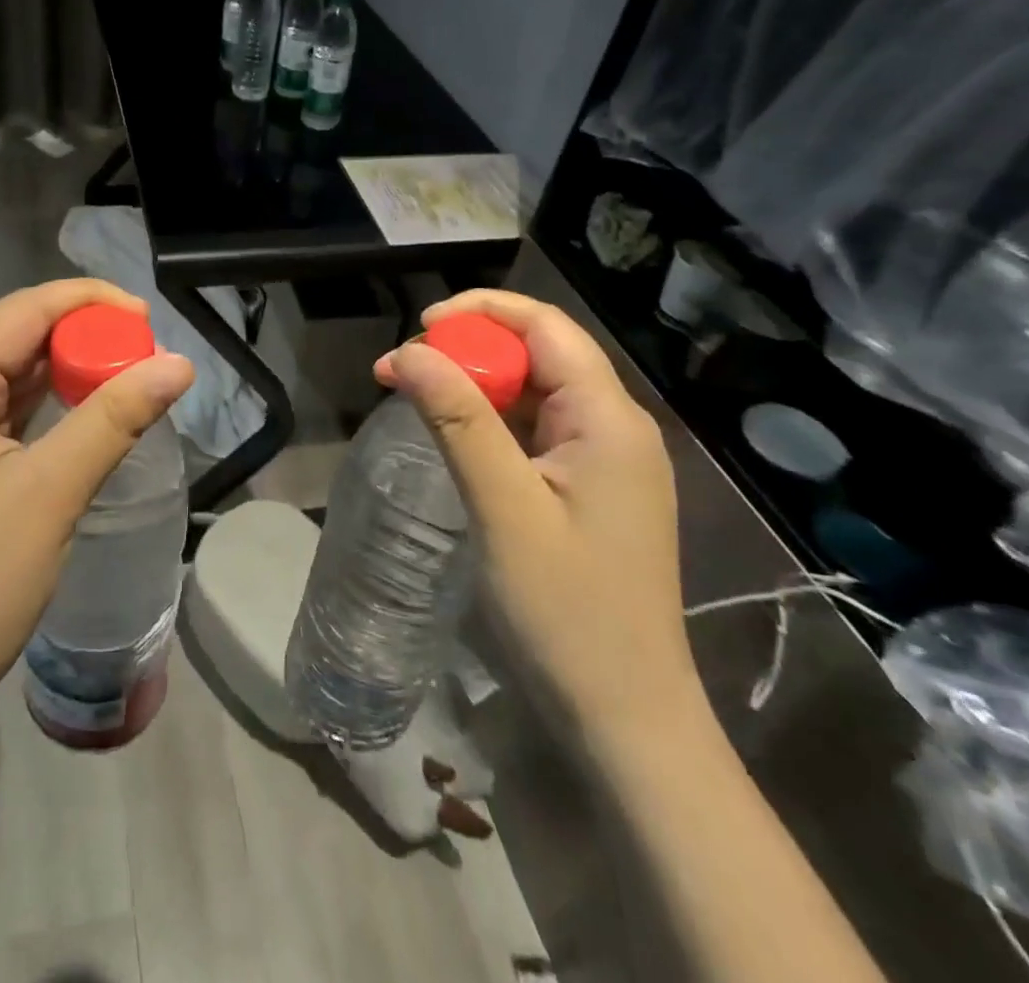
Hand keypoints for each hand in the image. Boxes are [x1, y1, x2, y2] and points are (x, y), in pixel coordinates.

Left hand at [0, 280, 193, 732]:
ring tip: (124, 378)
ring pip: (6, 371)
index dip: (89, 303)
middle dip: (81, 336)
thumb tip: (180, 364)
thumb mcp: (51, 493)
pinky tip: (81, 412)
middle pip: (13, 335)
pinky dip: (43, 403)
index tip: (149, 321)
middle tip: (143, 356)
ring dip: (64, 369)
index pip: (22, 310)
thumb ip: (115, 417)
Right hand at [374, 290, 699, 748]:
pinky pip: (536, 430)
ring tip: (417, 396)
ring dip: (476, 384)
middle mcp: (614, 427)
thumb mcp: (503, 508)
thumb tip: (409, 350)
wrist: (623, 717)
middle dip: (470, 349)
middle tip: (405, 370)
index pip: (546, 327)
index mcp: (608, 419)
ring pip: (535, 391)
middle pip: (540, 353)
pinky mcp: (589, 489)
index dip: (482, 312)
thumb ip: (458, 420)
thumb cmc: (566, 611)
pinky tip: (454, 436)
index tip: (419, 327)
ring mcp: (605, 460)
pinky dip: (491, 420)